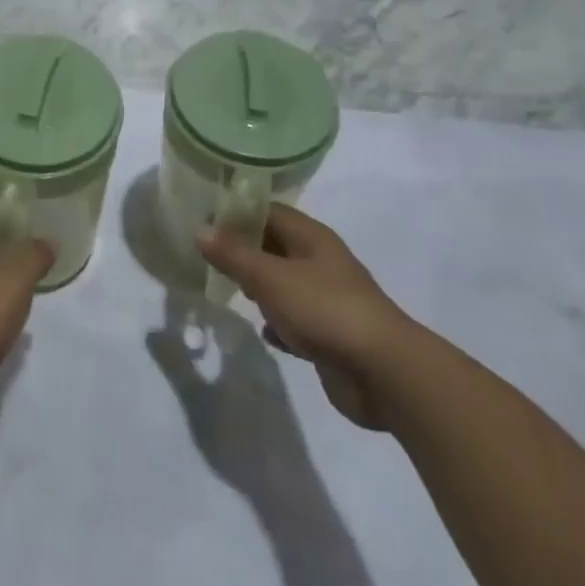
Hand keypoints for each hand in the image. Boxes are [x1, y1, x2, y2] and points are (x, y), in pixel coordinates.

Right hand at [197, 205, 412, 428]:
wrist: (385, 374)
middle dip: (242, 250)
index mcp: (311, 237)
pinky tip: (263, 332)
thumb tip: (199, 229)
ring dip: (258, 288)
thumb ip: (234, 254)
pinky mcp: (329, 335)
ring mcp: (326, 299)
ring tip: (224, 289)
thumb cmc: (325, 310)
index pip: (268, 211)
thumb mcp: (271, 277)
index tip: (202, 220)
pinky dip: (278, 324)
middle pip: (274, 246)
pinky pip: (295, 321)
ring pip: (283, 284)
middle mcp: (320, 262)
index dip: (236, 213)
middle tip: (205, 256)